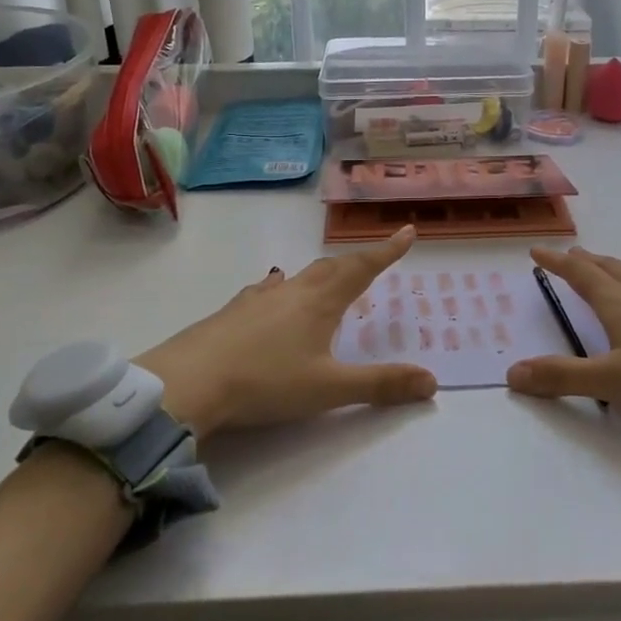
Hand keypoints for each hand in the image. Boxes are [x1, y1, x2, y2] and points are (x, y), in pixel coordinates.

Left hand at [141, 226, 436, 437]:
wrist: (188, 382)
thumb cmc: (265, 383)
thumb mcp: (329, 390)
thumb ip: (380, 385)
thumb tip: (432, 381)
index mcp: (320, 303)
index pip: (362, 268)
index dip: (387, 251)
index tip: (406, 231)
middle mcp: (292, 291)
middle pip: (332, 267)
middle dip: (357, 261)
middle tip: (374, 259)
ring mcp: (258, 299)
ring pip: (298, 276)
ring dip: (320, 274)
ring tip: (328, 276)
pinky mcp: (232, 312)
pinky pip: (266, 290)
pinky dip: (280, 287)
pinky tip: (271, 290)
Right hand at [505, 246, 620, 442]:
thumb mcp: (611, 381)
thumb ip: (562, 377)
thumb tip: (511, 372)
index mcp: (617, 302)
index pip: (579, 274)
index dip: (556, 262)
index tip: (537, 250)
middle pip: (607, 267)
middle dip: (583, 261)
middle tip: (568, 256)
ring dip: (609, 271)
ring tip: (600, 274)